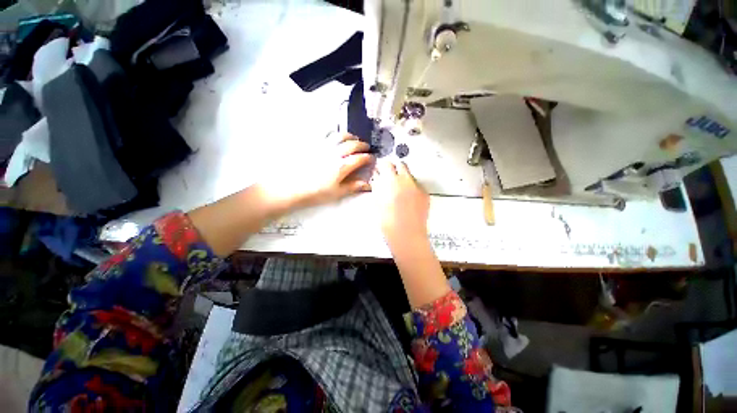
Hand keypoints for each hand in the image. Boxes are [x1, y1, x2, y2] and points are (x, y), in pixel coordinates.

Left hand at [259, 133, 373, 209]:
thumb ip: (353, 186)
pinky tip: (335, 136)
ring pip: (340, 136)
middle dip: (362, 145)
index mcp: (342, 166)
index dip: (368, 157)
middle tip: (366, 147)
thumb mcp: (337, 192)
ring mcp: (323, 147)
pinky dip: (334, 133)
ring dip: (350, 136)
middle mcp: (335, 153)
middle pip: (352, 144)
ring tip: (353, 138)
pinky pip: (326, 134)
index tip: (371, 158)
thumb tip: (368, 185)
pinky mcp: (313, 144)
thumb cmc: (316, 192)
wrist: (291, 187)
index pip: (359, 158)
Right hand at [372, 159, 429, 245]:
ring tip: (399, 191)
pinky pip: (417, 185)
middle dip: (395, 168)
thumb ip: (377, 186)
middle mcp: (406, 180)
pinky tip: (408, 199)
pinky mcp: (425, 193)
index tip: (381, 170)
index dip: (383, 166)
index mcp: (391, 181)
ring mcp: (417, 186)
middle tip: (390, 178)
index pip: (386, 163)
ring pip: (410, 175)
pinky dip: (412, 187)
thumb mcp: (377, 201)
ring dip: (404, 178)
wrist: (406, 235)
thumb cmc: (388, 221)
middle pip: (401, 164)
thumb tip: (377, 177)